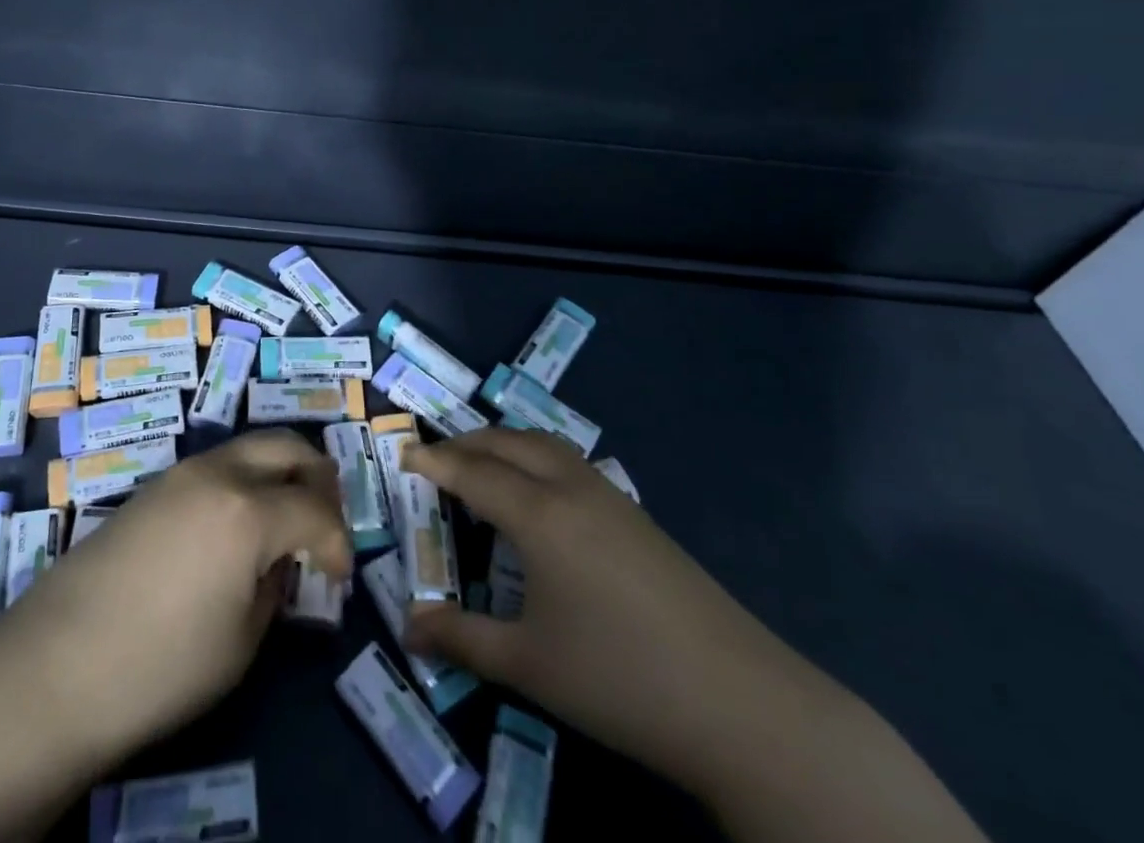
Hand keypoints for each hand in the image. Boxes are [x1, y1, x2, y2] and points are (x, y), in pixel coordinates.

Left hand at [0, 428, 352, 761]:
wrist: (55, 666)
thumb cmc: (160, 666)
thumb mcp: (240, 642)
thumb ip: (272, 586)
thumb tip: (279, 562)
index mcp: (248, 511)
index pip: (316, 510)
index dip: (338, 542)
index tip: (340, 574)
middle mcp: (219, 473)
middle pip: (287, 446)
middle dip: (318, 478)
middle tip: (324, 522)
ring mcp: (182, 472)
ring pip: (250, 447)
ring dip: (280, 473)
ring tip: (285, 521)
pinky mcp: (155, 485)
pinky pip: (218, 465)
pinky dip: (245, 481)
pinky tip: (237, 526)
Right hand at [401, 428, 843, 789]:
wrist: (740, 700)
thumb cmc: (620, 677)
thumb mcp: (529, 665)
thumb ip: (462, 639)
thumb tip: (408, 626)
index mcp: (539, 514)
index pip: (472, 471)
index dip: (433, 461)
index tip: (402, 453)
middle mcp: (570, 488)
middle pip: (506, 443)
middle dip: (464, 443)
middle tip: (434, 460)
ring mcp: (609, 496)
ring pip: (542, 444)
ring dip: (503, 444)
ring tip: (480, 467)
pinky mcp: (635, 514)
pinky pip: (568, 461)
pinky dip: (534, 457)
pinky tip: (538, 495)